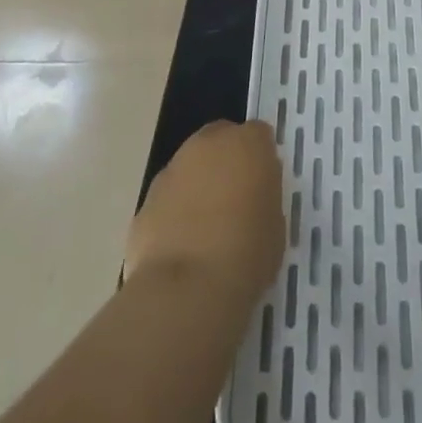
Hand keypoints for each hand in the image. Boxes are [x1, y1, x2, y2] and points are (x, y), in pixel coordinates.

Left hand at [125, 121, 284, 306]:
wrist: (187, 289)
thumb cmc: (246, 254)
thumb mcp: (276, 223)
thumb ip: (264, 195)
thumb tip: (251, 195)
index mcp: (246, 144)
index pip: (258, 134)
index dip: (261, 156)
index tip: (264, 183)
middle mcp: (207, 146)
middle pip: (219, 139)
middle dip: (226, 160)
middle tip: (235, 198)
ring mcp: (171, 171)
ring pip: (189, 167)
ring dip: (198, 185)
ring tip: (207, 228)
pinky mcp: (145, 201)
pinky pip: (167, 199)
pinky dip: (174, 213)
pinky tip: (182, 247)